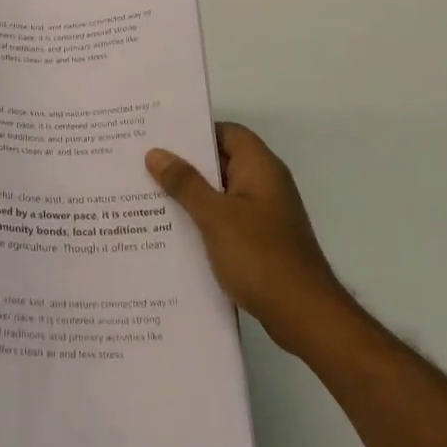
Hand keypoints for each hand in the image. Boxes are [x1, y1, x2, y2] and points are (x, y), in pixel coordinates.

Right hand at [147, 123, 350, 355]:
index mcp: (260, 168)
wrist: (304, 316)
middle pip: (221, 161)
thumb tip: (156, 153)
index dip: (195, 131)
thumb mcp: (215, 216)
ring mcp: (264, 215)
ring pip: (220, 193)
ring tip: (148, 196)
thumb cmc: (261, 256)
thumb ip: (185, 183)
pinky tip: (172, 231)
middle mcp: (264, 185)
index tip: (160, 136)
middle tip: (143, 163)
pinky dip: (201, 220)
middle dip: (185, 163)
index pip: (227, 132)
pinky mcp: (259, 241)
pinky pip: (225, 219)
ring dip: (190, 195)